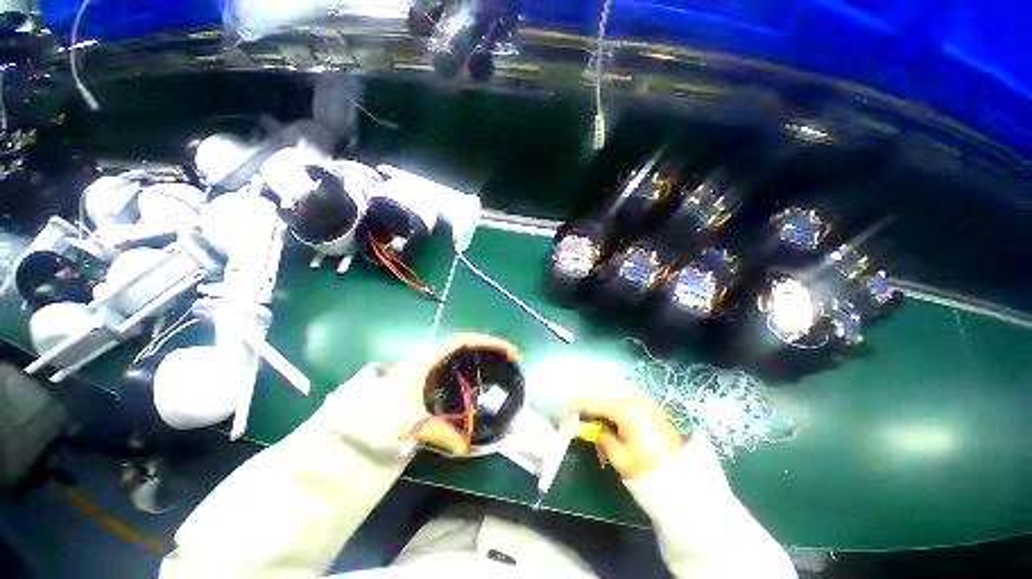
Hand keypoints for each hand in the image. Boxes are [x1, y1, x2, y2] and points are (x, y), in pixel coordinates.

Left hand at [385, 333, 519, 456]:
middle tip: (509, 357)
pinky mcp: (424, 377)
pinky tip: (475, 379)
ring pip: (458, 353)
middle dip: (488, 346)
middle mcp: (429, 358)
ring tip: (498, 363)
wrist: (354, 419)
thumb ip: (440, 434)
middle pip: (464, 343)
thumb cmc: (380, 414)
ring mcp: (427, 366)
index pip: (461, 341)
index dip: (486, 341)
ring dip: (479, 354)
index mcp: (427, 361)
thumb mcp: (412, 423)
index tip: (506, 350)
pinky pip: (452, 365)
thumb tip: (465, 450)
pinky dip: (468, 366)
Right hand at [561, 393, 684, 478]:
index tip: (561, 416)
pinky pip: (623, 403)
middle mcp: (634, 398)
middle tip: (575, 422)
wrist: (684, 479)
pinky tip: (608, 424)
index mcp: (626, 408)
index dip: (574, 407)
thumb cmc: (649, 469)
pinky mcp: (649, 407)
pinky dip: (612, 412)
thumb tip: (595, 427)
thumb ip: (601, 436)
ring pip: (612, 399)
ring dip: (600, 411)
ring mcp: (643, 401)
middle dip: (587, 409)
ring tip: (595, 430)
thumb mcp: (618, 457)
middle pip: (601, 396)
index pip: (592, 401)